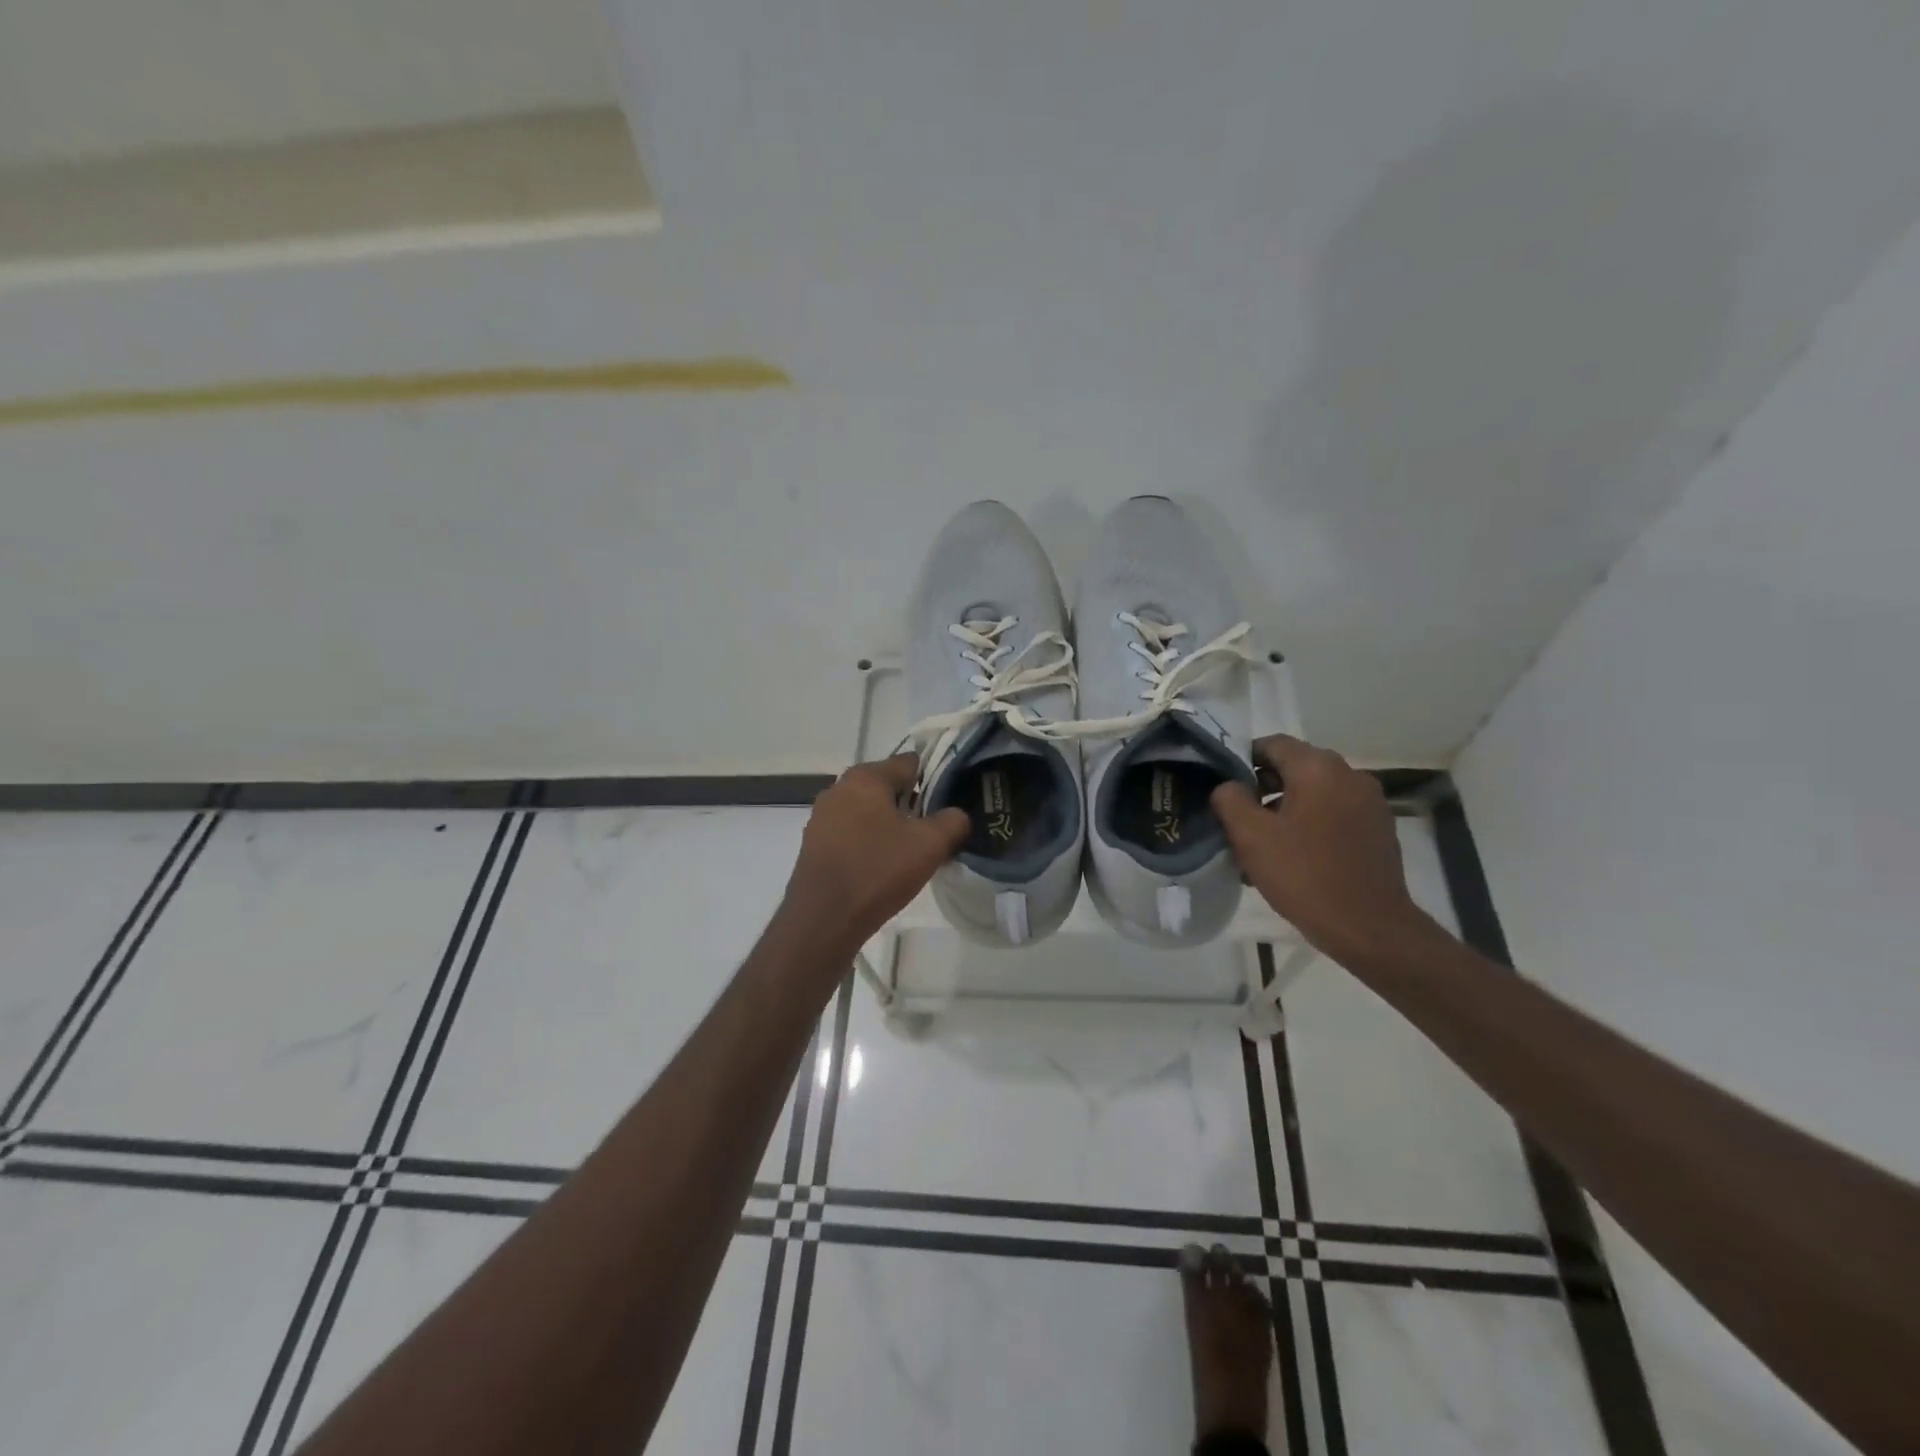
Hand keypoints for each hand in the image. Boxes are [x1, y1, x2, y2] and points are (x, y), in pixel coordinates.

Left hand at [782, 754, 969, 953]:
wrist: (823, 919)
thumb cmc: (878, 871)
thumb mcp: (930, 845)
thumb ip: (953, 821)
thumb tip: (957, 814)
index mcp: (866, 777)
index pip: (910, 763)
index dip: (934, 779)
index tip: (950, 803)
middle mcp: (839, 787)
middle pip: (887, 786)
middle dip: (912, 804)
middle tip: (934, 831)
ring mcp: (822, 815)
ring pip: (868, 810)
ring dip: (890, 824)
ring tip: (910, 852)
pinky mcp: (814, 842)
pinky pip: (851, 831)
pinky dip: (869, 841)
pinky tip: (882, 866)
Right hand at [1211, 734, 1437, 967]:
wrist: (1369, 927)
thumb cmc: (1304, 875)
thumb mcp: (1251, 837)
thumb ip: (1230, 799)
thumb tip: (1228, 785)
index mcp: (1318, 768)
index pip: (1272, 744)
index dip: (1244, 760)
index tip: (1226, 787)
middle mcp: (1350, 774)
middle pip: (1296, 766)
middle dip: (1265, 785)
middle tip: (1241, 817)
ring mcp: (1370, 801)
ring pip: (1317, 790)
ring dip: (1289, 805)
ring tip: (1267, 840)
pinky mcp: (1380, 827)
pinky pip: (1336, 811)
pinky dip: (1314, 821)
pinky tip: (1298, 853)